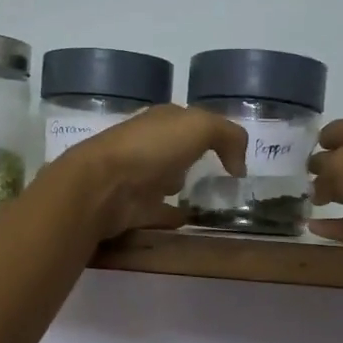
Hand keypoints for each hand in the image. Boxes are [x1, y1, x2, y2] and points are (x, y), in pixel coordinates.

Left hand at [48, 104, 247, 240]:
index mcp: (161, 121)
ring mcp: (138, 177)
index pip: (189, 121)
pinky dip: (171, 216)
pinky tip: (187, 221)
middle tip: (218, 173)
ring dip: (179, 185)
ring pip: (165, 180)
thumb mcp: (199, 127)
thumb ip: (228, 136)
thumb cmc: (152, 148)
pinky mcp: (133, 208)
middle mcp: (148, 146)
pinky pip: (159, 212)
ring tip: (205, 198)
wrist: (103, 185)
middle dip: (192, 156)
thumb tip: (239, 166)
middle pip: (176, 150)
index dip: (211, 132)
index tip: (232, 152)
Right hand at [307, 115, 342, 264]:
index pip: (336, 131)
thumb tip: (315, 182)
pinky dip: (338, 225)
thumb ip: (321, 171)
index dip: (317, 142)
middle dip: (323, 170)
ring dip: (332, 196)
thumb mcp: (340, 164)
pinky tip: (313, 228)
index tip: (294, 157)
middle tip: (296, 182)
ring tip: (305, 205)